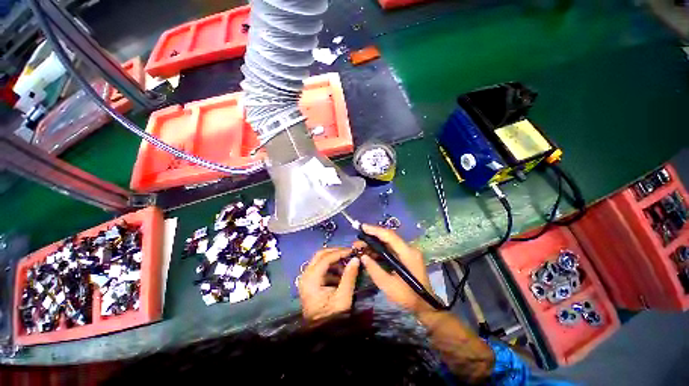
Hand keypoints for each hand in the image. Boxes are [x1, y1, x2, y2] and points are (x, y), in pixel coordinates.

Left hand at [298, 247, 359, 321]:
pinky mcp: (310, 283)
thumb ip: (349, 277)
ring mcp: (306, 278)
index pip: (325, 258)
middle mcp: (305, 275)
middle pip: (320, 255)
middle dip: (335, 252)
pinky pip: (321, 269)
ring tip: (347, 265)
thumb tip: (356, 259)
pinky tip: (342, 274)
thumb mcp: (343, 298)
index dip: (340, 252)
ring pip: (320, 260)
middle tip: (349, 253)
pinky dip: (331, 268)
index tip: (352, 251)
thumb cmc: (331, 317)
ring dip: (334, 260)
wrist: (320, 335)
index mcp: (311, 279)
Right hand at [358, 224, 436, 315]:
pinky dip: (379, 251)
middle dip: (371, 238)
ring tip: (360, 249)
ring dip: (374, 245)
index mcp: (408, 253)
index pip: (390, 236)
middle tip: (357, 243)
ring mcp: (408, 252)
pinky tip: (369, 255)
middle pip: (388, 238)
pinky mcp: (406, 257)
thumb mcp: (389, 286)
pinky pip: (390, 249)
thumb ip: (374, 270)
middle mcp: (409, 249)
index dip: (375, 230)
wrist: (425, 306)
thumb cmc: (408, 297)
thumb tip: (363, 257)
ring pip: (388, 243)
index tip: (362, 227)